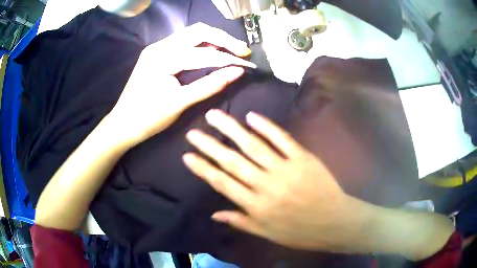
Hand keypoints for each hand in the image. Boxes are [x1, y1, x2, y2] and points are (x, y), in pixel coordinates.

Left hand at [108, 23, 255, 144]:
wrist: (122, 124)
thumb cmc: (149, 118)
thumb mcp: (180, 103)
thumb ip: (210, 85)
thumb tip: (237, 73)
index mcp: (163, 58)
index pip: (203, 53)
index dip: (228, 59)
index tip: (247, 64)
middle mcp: (159, 46)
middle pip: (198, 31)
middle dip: (223, 39)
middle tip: (242, 51)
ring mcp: (156, 48)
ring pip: (191, 33)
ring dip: (213, 39)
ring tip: (232, 49)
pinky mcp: (156, 53)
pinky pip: (183, 41)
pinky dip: (200, 44)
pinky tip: (211, 51)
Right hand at [182, 109, 370, 251]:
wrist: (334, 222)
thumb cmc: (300, 232)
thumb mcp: (267, 234)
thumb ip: (240, 221)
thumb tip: (214, 213)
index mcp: (256, 206)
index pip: (222, 183)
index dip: (203, 168)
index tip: (187, 155)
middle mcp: (266, 185)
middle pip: (232, 161)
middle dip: (210, 145)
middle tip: (193, 132)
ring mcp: (285, 169)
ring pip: (253, 146)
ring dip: (232, 129)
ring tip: (215, 115)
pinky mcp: (302, 158)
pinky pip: (282, 139)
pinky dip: (267, 126)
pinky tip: (251, 116)